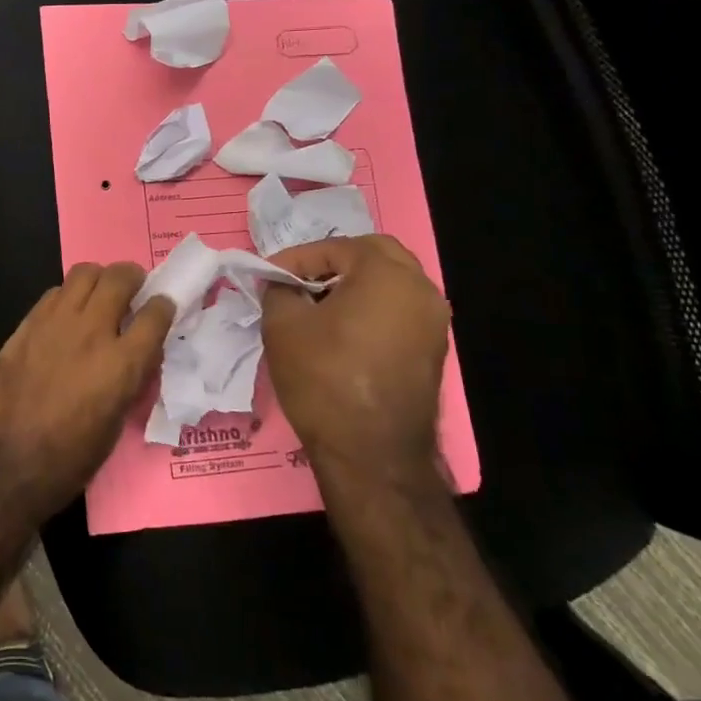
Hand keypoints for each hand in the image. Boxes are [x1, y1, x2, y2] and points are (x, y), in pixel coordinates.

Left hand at [0, 263, 174, 515]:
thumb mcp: (114, 426)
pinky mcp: (25, 325)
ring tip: (100, 294)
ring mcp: (55, 323)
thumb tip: (135, 359)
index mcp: (122, 364)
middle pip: (120, 278)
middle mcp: (92, 332)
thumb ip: (128, 382)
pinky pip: (54, 293)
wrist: (1, 463)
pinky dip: (68, 296)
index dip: (164, 306)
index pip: (156, 314)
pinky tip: (66, 314)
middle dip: (133, 278)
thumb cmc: (67, 460)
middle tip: (133, 289)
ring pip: (84, 274)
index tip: (163, 307)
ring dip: (99, 279)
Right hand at [261, 235, 449, 483]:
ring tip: (315, 305)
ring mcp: (433, 322)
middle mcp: (420, 289)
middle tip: (299, 280)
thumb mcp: (283, 326)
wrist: (372, 453)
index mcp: (386, 274)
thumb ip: (279, 291)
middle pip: (374, 255)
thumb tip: (282, 284)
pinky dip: (371, 309)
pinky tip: (341, 331)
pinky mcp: (433, 351)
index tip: (267, 276)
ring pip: (391, 283)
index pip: (334, 248)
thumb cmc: (324, 378)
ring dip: (354, 285)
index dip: (295, 259)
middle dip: (333, 262)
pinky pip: (398, 312)